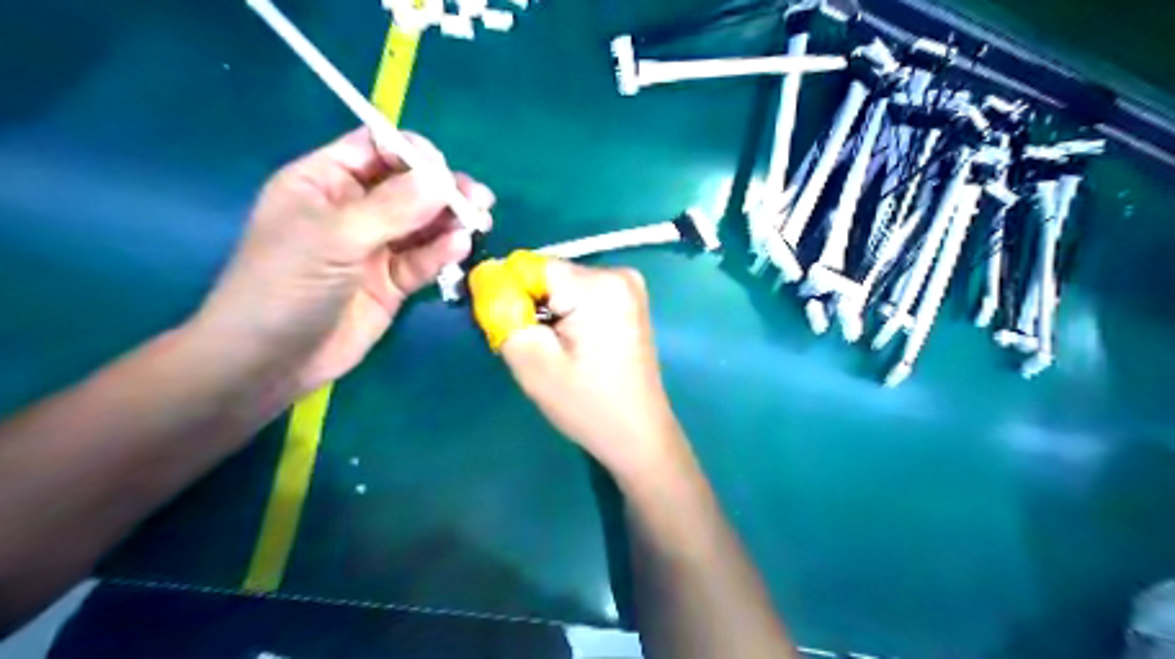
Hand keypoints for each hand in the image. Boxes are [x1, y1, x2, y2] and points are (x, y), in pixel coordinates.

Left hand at [191, 127, 491, 394]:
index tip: (443, 171)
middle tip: (477, 199)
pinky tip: (459, 248)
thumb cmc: (285, 285)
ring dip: (452, 220)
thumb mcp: (334, 237)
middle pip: (409, 186)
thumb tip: (443, 178)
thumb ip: (392, 207)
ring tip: (479, 221)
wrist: (272, 361)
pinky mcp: (393, 282)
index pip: (376, 149)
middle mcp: (354, 209)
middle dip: (443, 189)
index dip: (413, 154)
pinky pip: (423, 259)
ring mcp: (375, 247)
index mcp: (324, 182)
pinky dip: (442, 252)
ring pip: (423, 223)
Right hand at [469, 249, 684, 473]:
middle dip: (531, 306)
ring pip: (562, 286)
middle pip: (548, 276)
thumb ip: (502, 313)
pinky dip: (568, 316)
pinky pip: (581, 295)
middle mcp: (618, 273)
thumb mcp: (531, 362)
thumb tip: (485, 275)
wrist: (638, 434)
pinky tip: (576, 348)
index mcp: (597, 284)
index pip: (528, 266)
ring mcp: (629, 285)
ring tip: (559, 353)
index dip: (510, 296)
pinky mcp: (630, 300)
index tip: (513, 333)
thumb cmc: (586, 404)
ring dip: (549, 313)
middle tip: (539, 351)